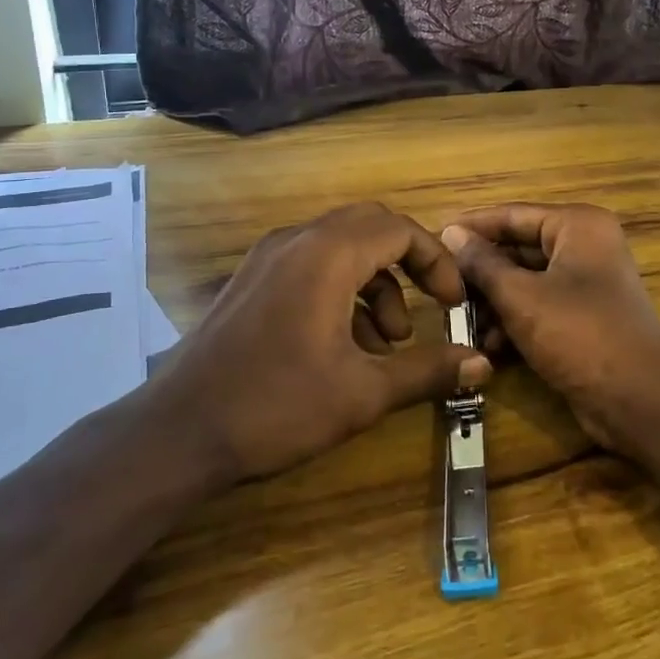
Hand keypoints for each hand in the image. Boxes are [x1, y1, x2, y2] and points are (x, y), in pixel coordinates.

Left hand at [153, 203, 491, 482]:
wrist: (177, 432)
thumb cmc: (276, 406)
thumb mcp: (362, 393)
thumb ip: (426, 371)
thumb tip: (481, 363)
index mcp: (327, 255)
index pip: (399, 229)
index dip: (437, 261)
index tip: (454, 303)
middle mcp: (297, 241)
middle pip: (370, 226)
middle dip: (409, 263)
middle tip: (431, 305)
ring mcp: (267, 258)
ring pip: (340, 247)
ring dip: (376, 283)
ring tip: (388, 342)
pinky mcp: (251, 281)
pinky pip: (311, 265)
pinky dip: (342, 291)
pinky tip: (347, 346)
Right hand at [439, 204, 659, 454]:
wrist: (640, 400)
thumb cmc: (579, 334)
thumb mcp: (521, 297)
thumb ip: (483, 263)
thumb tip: (451, 233)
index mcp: (577, 226)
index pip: (512, 215)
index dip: (471, 227)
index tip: (432, 238)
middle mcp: (584, 246)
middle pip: (518, 249)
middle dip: (481, 274)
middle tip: (440, 289)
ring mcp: (586, 284)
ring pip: (525, 282)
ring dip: (493, 303)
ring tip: (459, 323)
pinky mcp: (583, 318)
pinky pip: (538, 308)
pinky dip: (514, 323)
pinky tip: (489, 347)